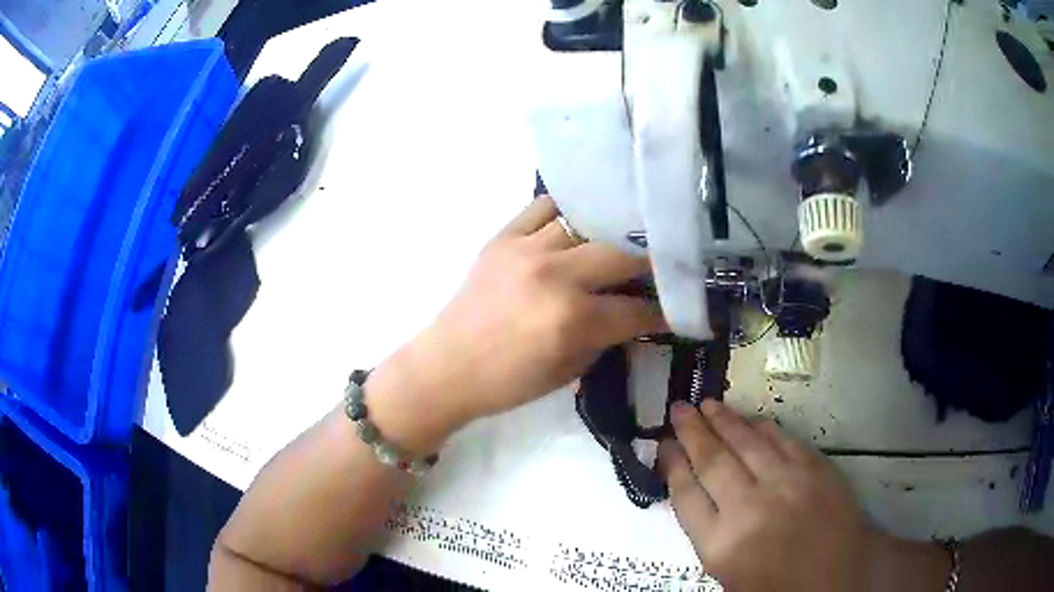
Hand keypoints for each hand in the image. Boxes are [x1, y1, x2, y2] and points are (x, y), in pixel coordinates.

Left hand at [367, 197, 665, 451]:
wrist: (447, 367)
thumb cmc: (508, 382)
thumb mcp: (569, 370)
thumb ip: (607, 337)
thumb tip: (635, 313)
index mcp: (571, 320)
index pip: (636, 308)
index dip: (665, 310)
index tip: (683, 306)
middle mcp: (554, 276)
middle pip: (621, 255)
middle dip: (650, 263)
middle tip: (662, 267)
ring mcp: (527, 250)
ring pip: (588, 223)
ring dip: (613, 233)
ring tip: (627, 238)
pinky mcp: (503, 237)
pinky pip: (545, 207)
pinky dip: (569, 211)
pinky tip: (582, 219)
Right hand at [658, 400, 874, 591]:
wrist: (840, 577)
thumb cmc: (778, 586)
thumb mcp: (728, 574)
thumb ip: (709, 533)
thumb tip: (695, 492)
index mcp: (722, 545)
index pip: (686, 496)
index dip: (672, 466)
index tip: (663, 446)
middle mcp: (749, 509)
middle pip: (712, 461)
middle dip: (691, 432)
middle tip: (677, 408)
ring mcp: (786, 484)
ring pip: (746, 443)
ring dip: (724, 420)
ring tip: (705, 403)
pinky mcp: (815, 469)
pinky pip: (782, 439)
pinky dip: (762, 427)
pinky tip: (749, 419)